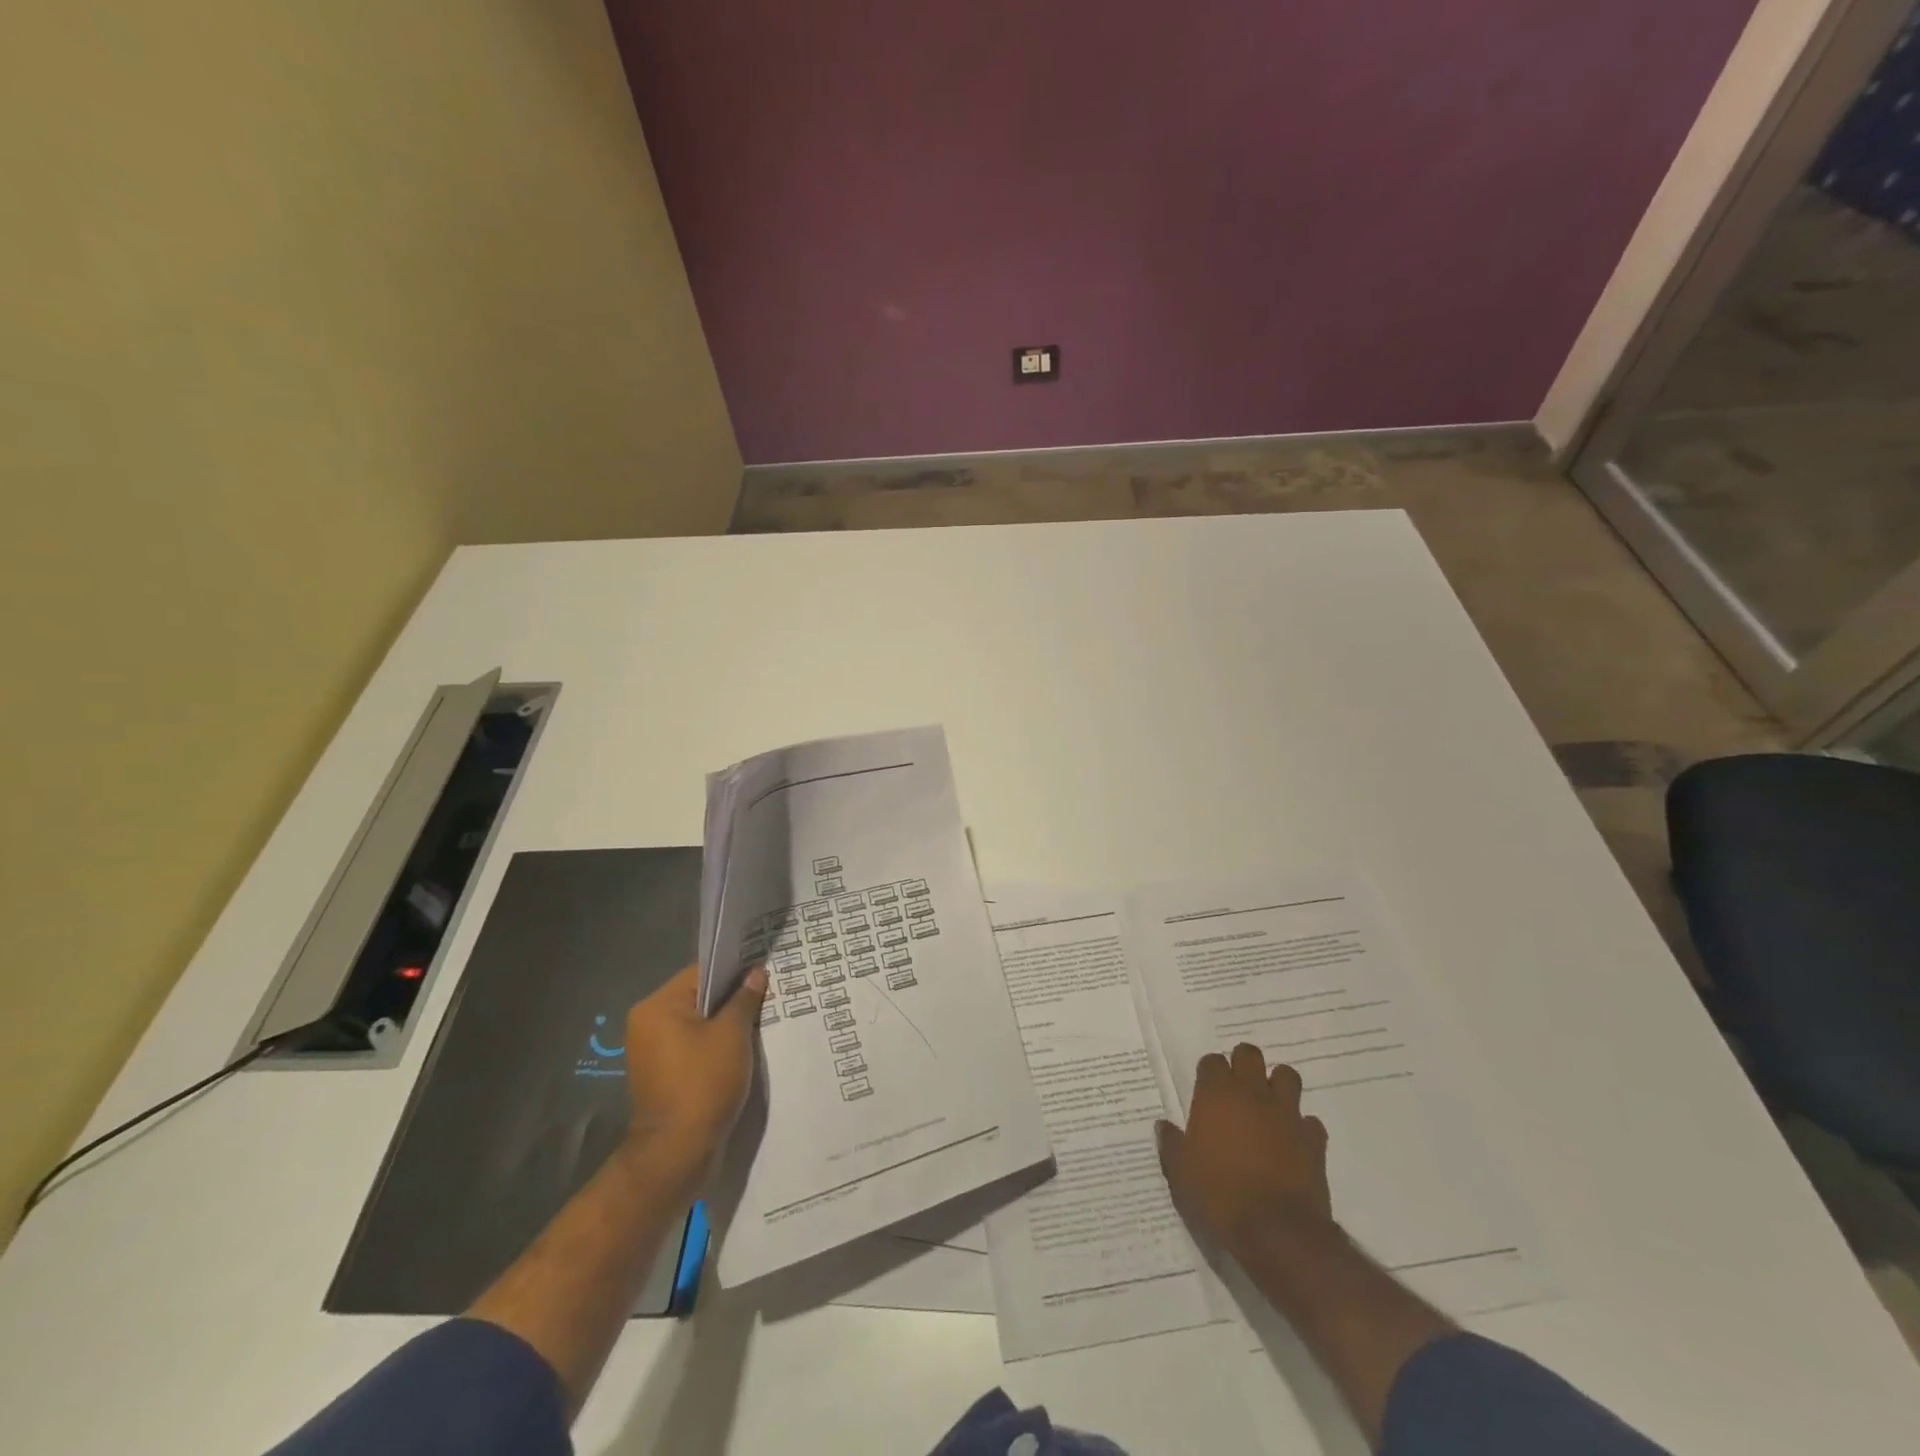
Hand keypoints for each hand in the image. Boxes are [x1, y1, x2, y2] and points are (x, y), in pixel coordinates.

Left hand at [619, 963, 766, 1186]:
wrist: (677, 1153)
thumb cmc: (703, 1083)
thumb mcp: (732, 1035)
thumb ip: (744, 999)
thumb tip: (755, 974)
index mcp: (657, 1006)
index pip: (701, 973)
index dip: (735, 971)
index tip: (763, 974)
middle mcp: (647, 1023)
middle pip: (698, 997)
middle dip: (731, 1000)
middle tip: (766, 998)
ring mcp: (652, 1052)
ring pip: (697, 1024)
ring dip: (725, 1024)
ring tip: (758, 1024)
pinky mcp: (661, 1075)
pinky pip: (693, 1047)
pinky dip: (714, 1046)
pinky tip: (742, 1050)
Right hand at [1157, 1042, 1332, 1256]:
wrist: (1277, 1232)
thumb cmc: (1219, 1196)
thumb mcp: (1180, 1173)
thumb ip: (1171, 1144)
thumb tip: (1164, 1126)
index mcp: (1217, 1095)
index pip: (1212, 1061)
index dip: (1209, 1072)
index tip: (1205, 1090)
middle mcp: (1252, 1094)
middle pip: (1250, 1054)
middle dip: (1243, 1064)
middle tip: (1236, 1088)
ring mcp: (1287, 1114)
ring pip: (1287, 1076)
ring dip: (1278, 1085)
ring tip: (1268, 1106)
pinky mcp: (1314, 1141)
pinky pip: (1310, 1122)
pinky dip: (1301, 1127)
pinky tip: (1292, 1142)